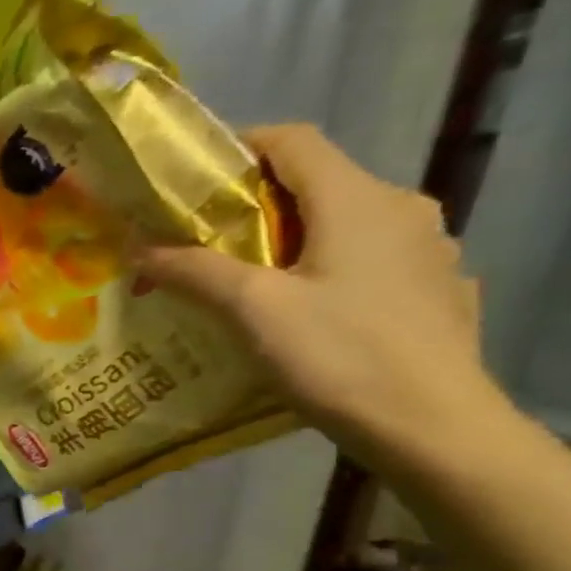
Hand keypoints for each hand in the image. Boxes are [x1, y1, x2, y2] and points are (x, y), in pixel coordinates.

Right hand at [136, 123, 505, 473]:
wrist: (434, 428)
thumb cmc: (340, 356)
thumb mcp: (251, 310)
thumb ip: (192, 270)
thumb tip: (137, 246)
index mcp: (358, 199)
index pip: (293, 141)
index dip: (238, 148)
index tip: (189, 180)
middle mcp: (400, 209)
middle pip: (314, 184)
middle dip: (251, 205)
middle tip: (199, 241)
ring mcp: (424, 251)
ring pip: (340, 225)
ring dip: (286, 240)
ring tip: (241, 282)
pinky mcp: (430, 291)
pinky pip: (364, 262)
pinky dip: (322, 270)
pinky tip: (299, 313)